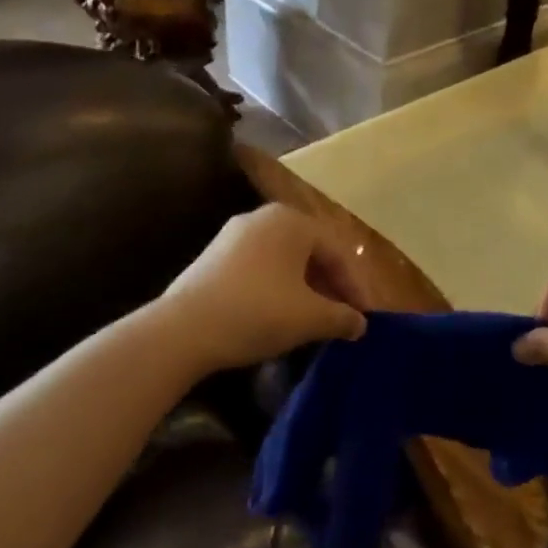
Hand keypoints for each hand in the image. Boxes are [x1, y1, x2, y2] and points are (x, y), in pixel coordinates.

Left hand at [163, 204, 369, 371]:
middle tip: (341, 317)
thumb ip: (342, 317)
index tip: (363, 318)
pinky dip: (276, 287)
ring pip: (283, 260)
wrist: (183, 330)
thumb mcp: (310, 318)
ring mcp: (234, 234)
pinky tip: (278, 315)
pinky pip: (259, 267)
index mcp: (292, 221)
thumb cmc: (258, 312)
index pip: (337, 252)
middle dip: (329, 286)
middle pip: (310, 252)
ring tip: (312, 319)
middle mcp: (264, 217)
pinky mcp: (213, 256)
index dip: (355, 287)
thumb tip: (360, 323)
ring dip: (304, 288)